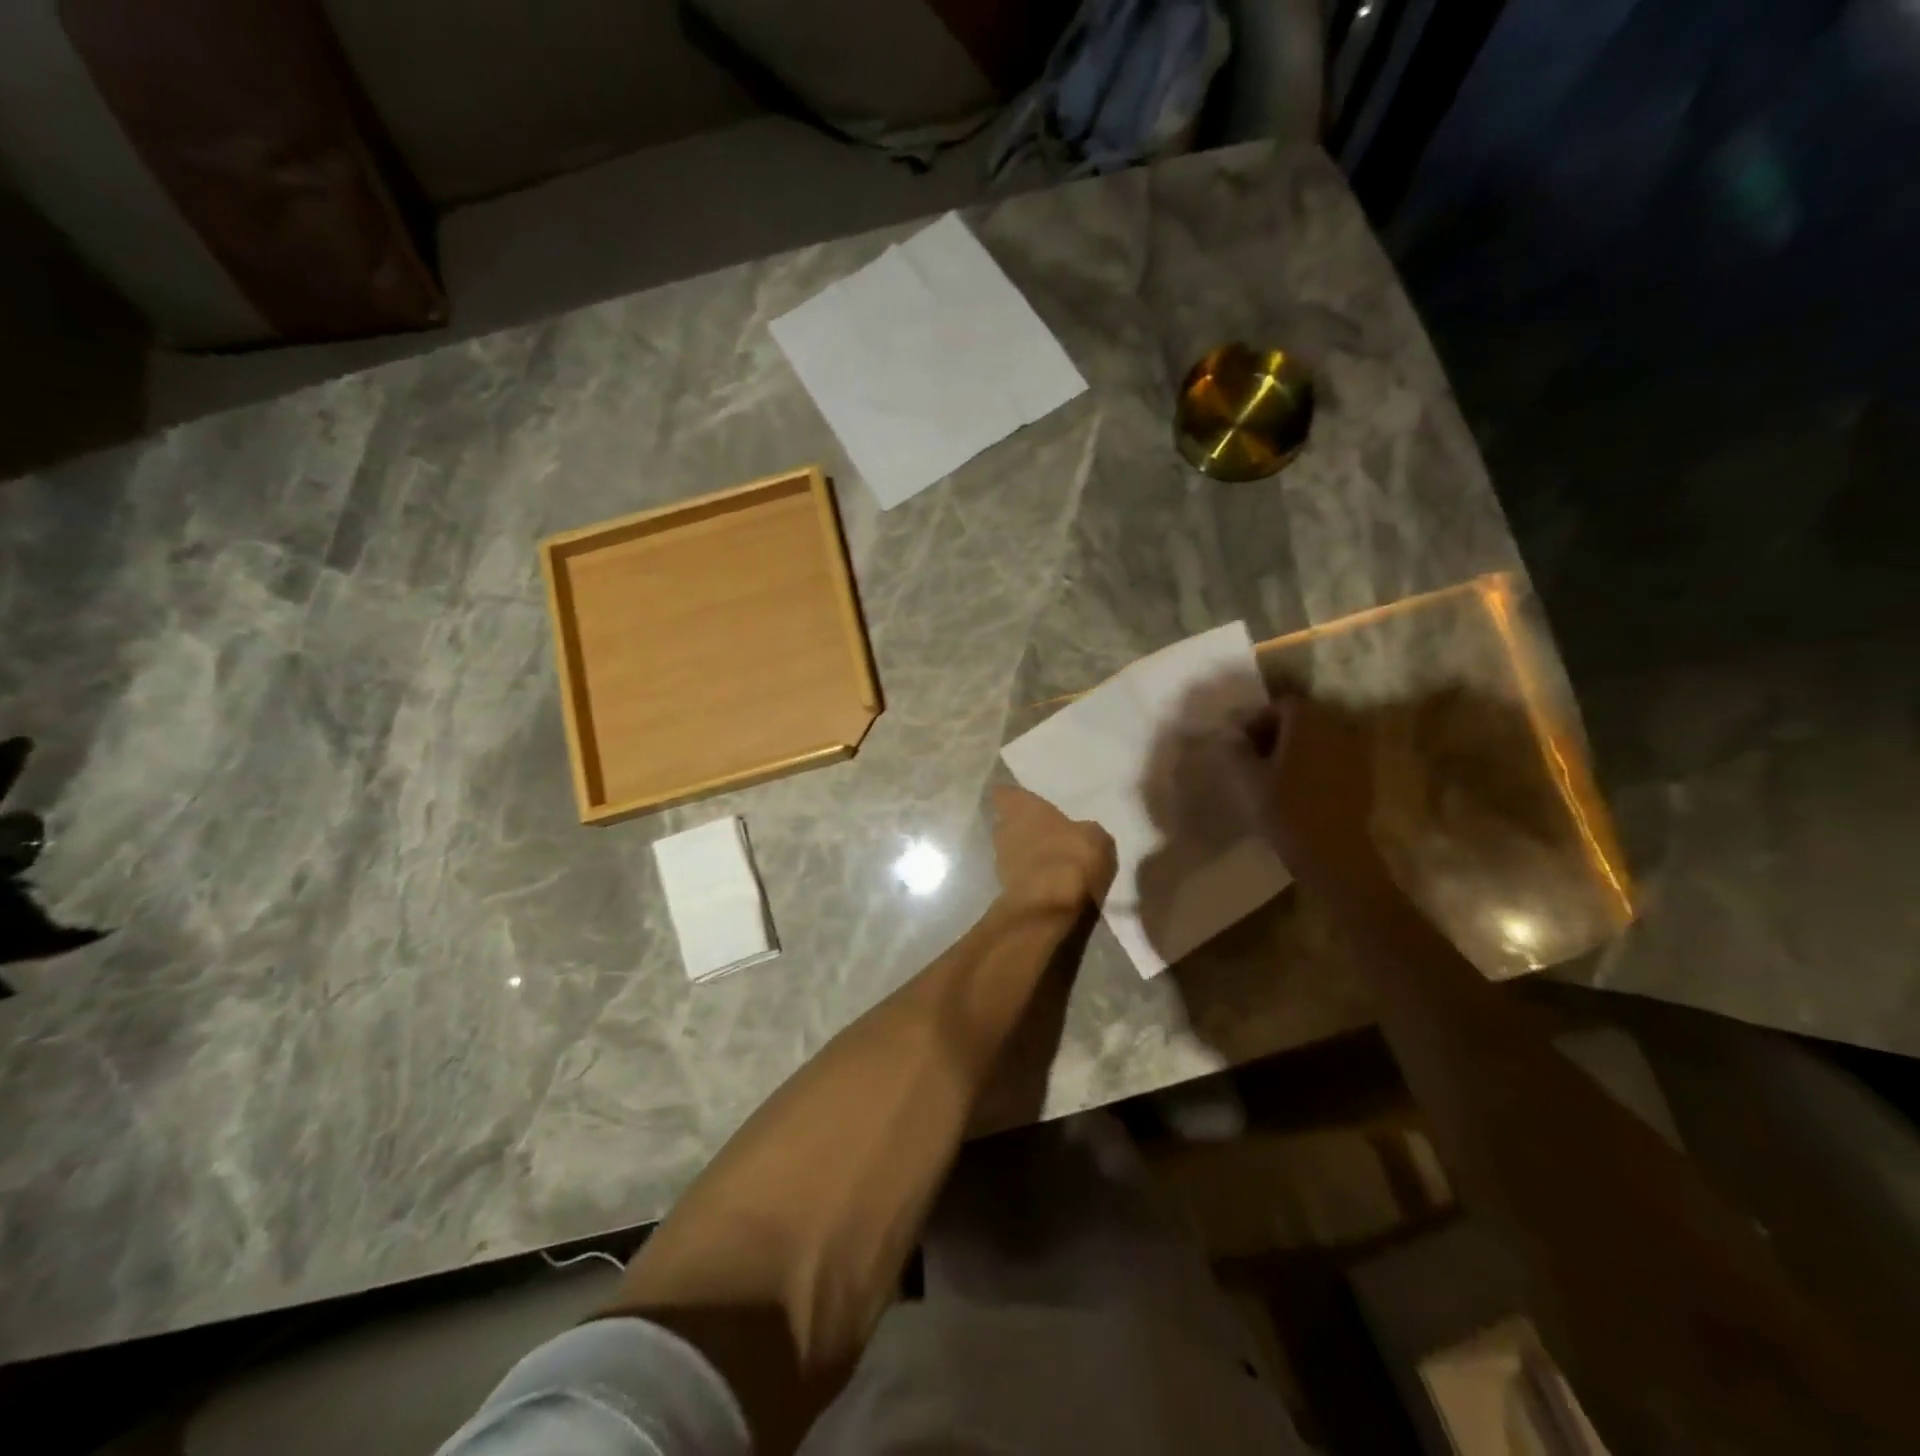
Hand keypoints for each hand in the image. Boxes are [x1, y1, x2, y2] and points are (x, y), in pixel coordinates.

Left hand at [990, 785, 1116, 914]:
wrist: (1049, 908)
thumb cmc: (1071, 858)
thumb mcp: (1095, 837)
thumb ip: (1083, 830)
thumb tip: (1081, 833)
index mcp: (1021, 808)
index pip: (1004, 793)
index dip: (1014, 798)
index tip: (1026, 801)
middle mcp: (1004, 830)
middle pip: (1007, 824)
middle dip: (1023, 828)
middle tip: (1047, 832)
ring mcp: (1000, 862)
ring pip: (1012, 851)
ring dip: (1027, 855)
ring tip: (1052, 861)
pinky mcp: (1005, 890)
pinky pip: (1020, 876)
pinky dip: (1032, 878)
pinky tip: (1051, 884)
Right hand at [1253, 694, 1391, 895]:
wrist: (1332, 852)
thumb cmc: (1284, 809)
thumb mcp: (1246, 778)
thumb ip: (1235, 750)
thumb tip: (1231, 737)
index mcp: (1307, 722)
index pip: (1281, 704)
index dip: (1258, 719)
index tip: (1242, 743)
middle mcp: (1335, 728)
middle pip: (1303, 718)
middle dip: (1277, 732)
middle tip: (1255, 756)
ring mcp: (1354, 752)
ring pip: (1319, 738)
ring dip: (1297, 748)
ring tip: (1276, 774)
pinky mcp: (1362, 776)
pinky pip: (1333, 758)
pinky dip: (1315, 764)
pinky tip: (1299, 788)